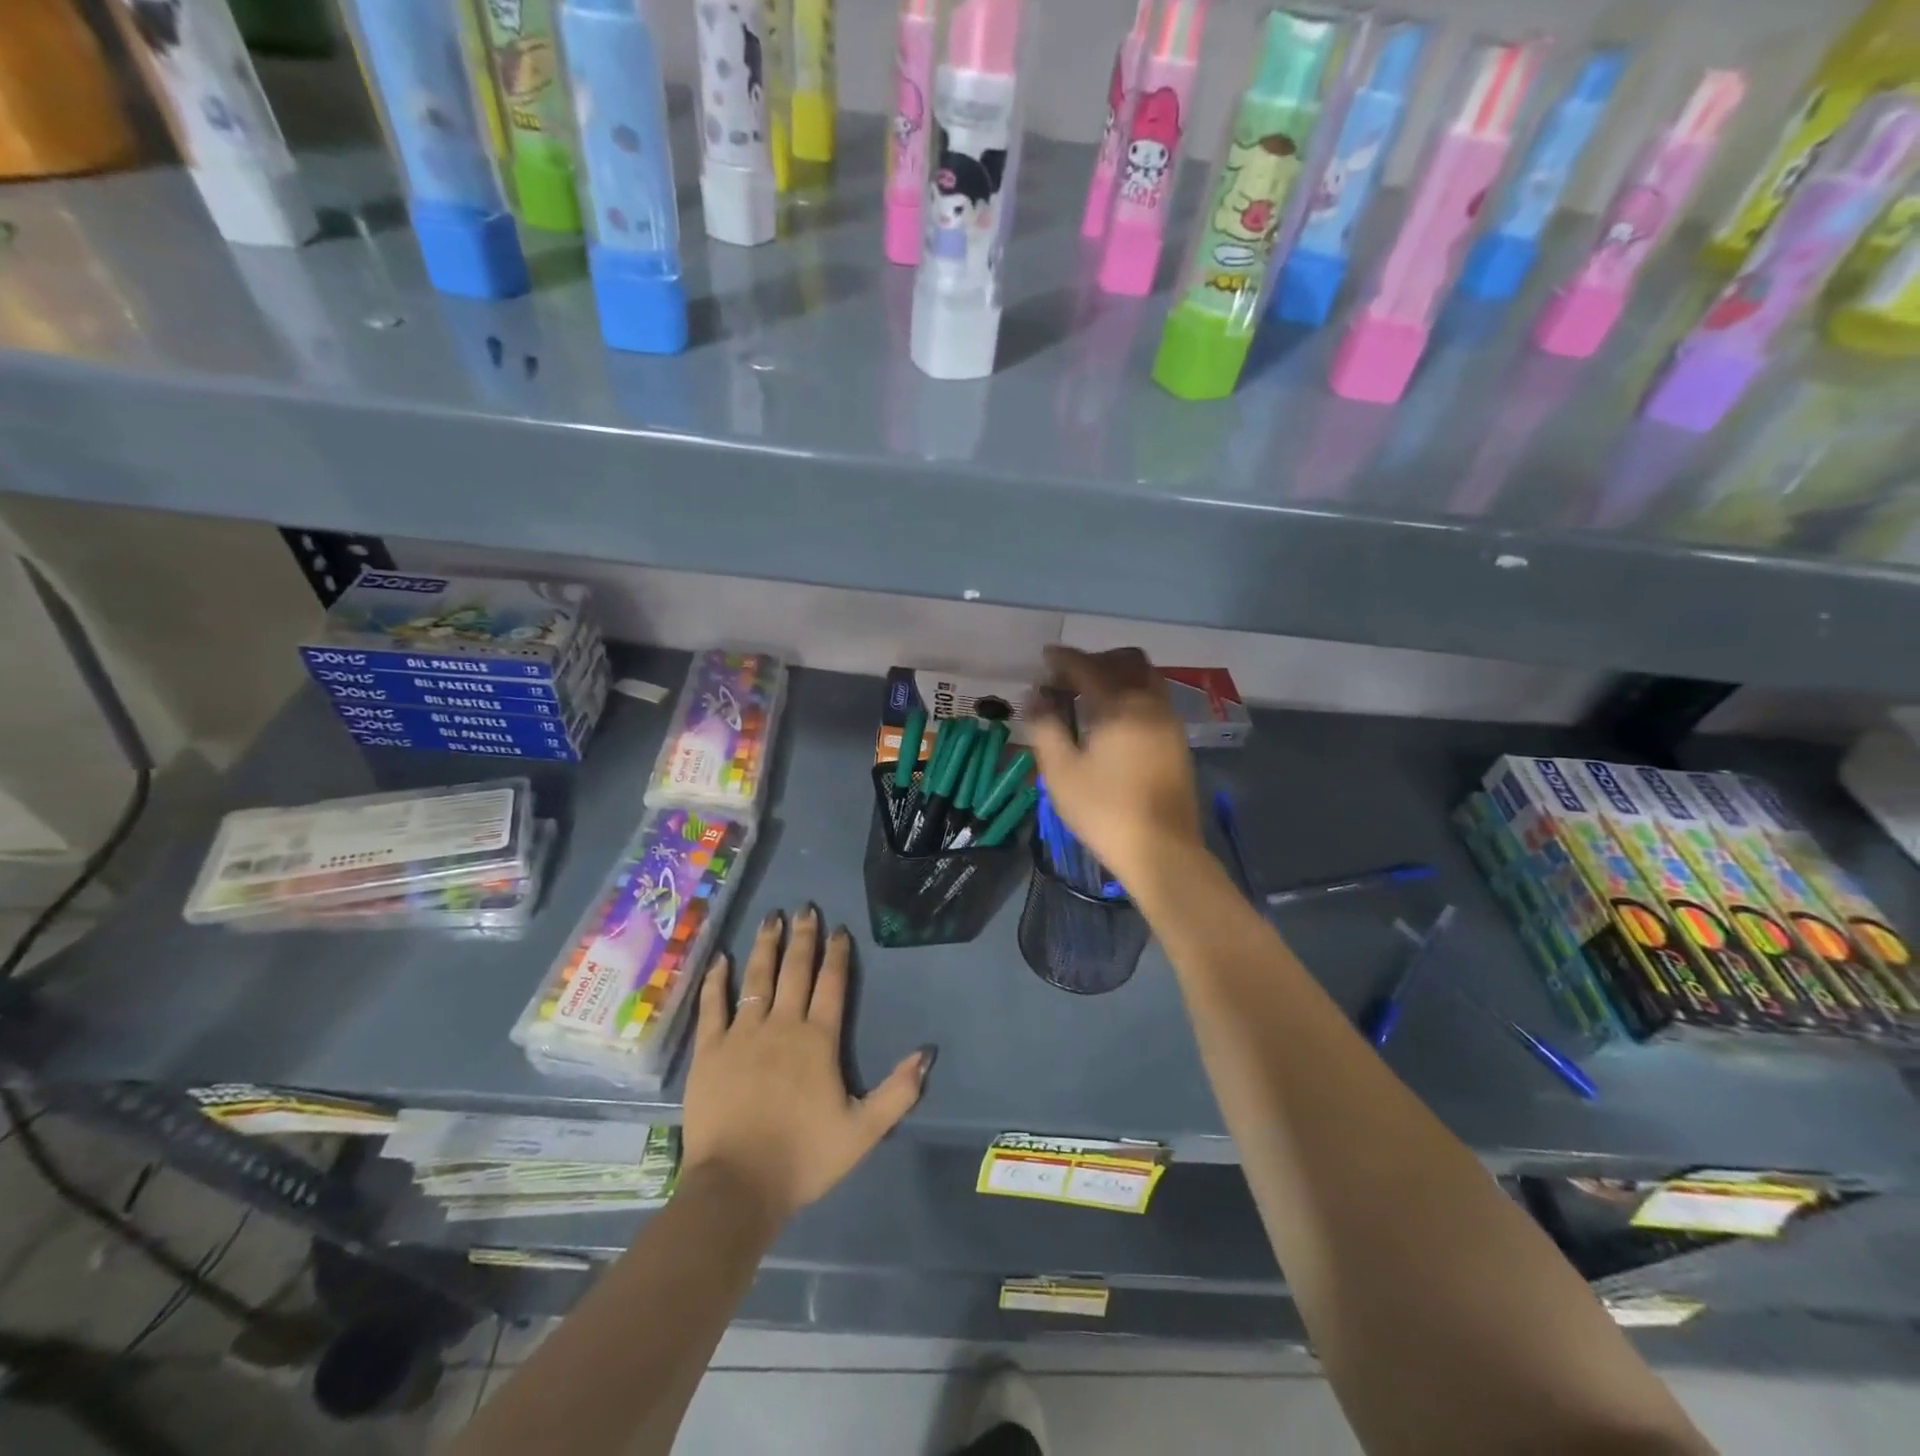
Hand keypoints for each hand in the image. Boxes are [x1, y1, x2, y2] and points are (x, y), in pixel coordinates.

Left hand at [683, 907, 930, 1228]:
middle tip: (805, 908)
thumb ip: (898, 1091)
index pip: (831, 984)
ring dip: (765, 946)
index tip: (839, 930)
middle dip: (803, 937)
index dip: (837, 954)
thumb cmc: (803, 1157)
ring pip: (756, 978)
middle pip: (795, 970)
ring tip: (770, 918)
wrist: (737, 1186)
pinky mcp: (709, 1050)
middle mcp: (781, 1025)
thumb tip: (927, 1053)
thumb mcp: (863, 1131)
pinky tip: (721, 959)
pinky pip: (713, 1005)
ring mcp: (742, 1034)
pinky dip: (717, 980)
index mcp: (818, 1040)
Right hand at [1027, 646, 1202, 885]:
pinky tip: (1113, 721)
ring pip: (1146, 679)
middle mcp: (1150, 704)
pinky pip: (1154, 700)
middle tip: (1068, 677)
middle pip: (1127, 661)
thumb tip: (1036, 697)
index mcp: (1120, 706)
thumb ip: (1046, 727)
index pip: (1088, 667)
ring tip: (1089, 697)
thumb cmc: (1104, 810)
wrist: (1161, 850)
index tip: (1044, 658)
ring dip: (1118, 676)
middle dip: (1096, 660)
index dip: (1063, 659)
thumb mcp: (1061, 772)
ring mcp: (1169, 722)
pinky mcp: (1177, 742)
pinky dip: (1132, 695)